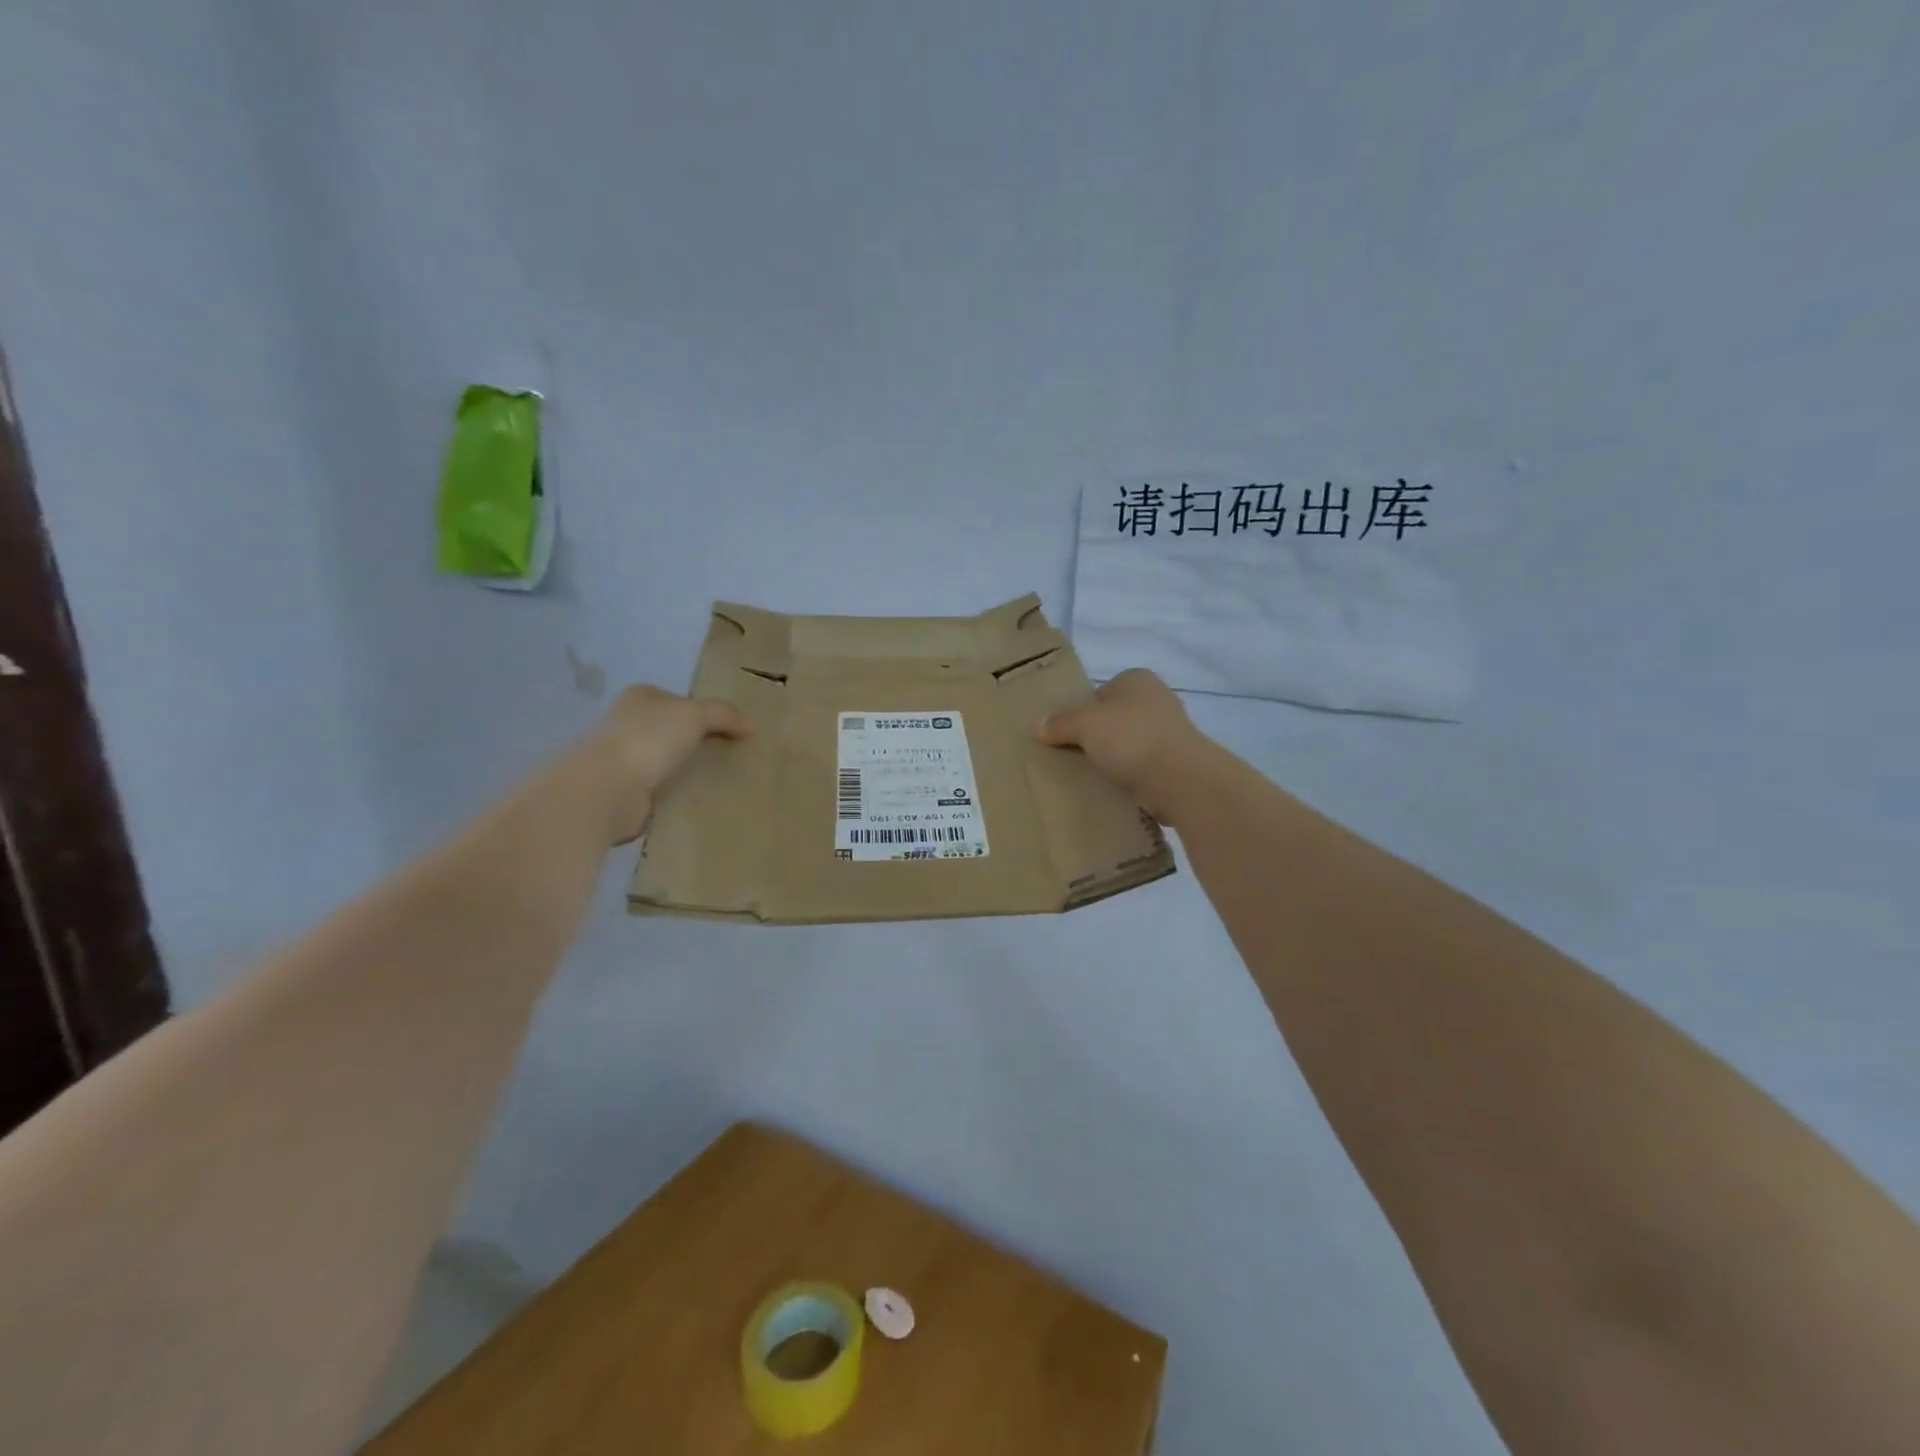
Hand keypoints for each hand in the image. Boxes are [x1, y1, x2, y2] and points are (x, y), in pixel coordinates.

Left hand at [586, 685, 749, 842]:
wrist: (607, 790)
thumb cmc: (649, 739)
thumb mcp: (695, 715)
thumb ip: (724, 714)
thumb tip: (749, 726)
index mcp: (641, 697)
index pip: (679, 700)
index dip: (705, 712)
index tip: (731, 731)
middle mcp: (627, 723)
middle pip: (673, 730)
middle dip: (697, 742)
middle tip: (731, 756)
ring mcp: (623, 758)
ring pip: (667, 760)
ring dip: (687, 770)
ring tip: (720, 780)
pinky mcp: (624, 791)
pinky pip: (660, 789)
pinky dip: (676, 793)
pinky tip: (698, 800)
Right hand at [1037, 669, 1211, 822]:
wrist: (1179, 778)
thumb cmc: (1130, 738)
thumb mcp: (1084, 724)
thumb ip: (1060, 723)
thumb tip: (1039, 726)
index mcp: (1137, 679)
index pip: (1100, 693)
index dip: (1081, 713)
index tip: (1068, 736)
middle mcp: (1158, 698)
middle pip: (1115, 719)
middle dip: (1098, 737)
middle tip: (1075, 757)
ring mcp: (1172, 731)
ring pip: (1130, 744)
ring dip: (1115, 759)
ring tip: (1093, 777)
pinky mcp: (1178, 762)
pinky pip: (1144, 767)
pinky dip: (1131, 777)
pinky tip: (1116, 789)